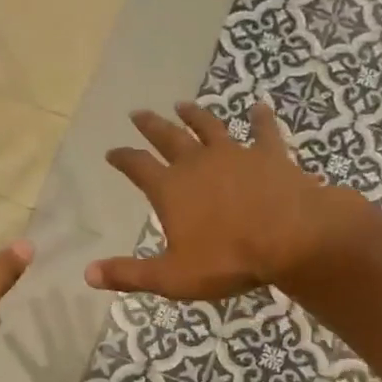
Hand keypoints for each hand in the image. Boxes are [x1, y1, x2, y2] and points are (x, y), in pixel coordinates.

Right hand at [85, 101, 369, 301]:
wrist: (293, 238)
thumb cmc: (228, 260)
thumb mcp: (172, 277)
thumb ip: (130, 274)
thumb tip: (88, 274)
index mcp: (170, 189)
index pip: (137, 167)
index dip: (122, 158)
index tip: (112, 151)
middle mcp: (198, 163)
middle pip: (168, 137)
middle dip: (151, 126)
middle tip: (137, 113)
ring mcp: (235, 154)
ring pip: (209, 127)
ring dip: (194, 115)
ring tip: (183, 104)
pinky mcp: (270, 155)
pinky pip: (263, 132)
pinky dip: (260, 119)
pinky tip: (259, 108)